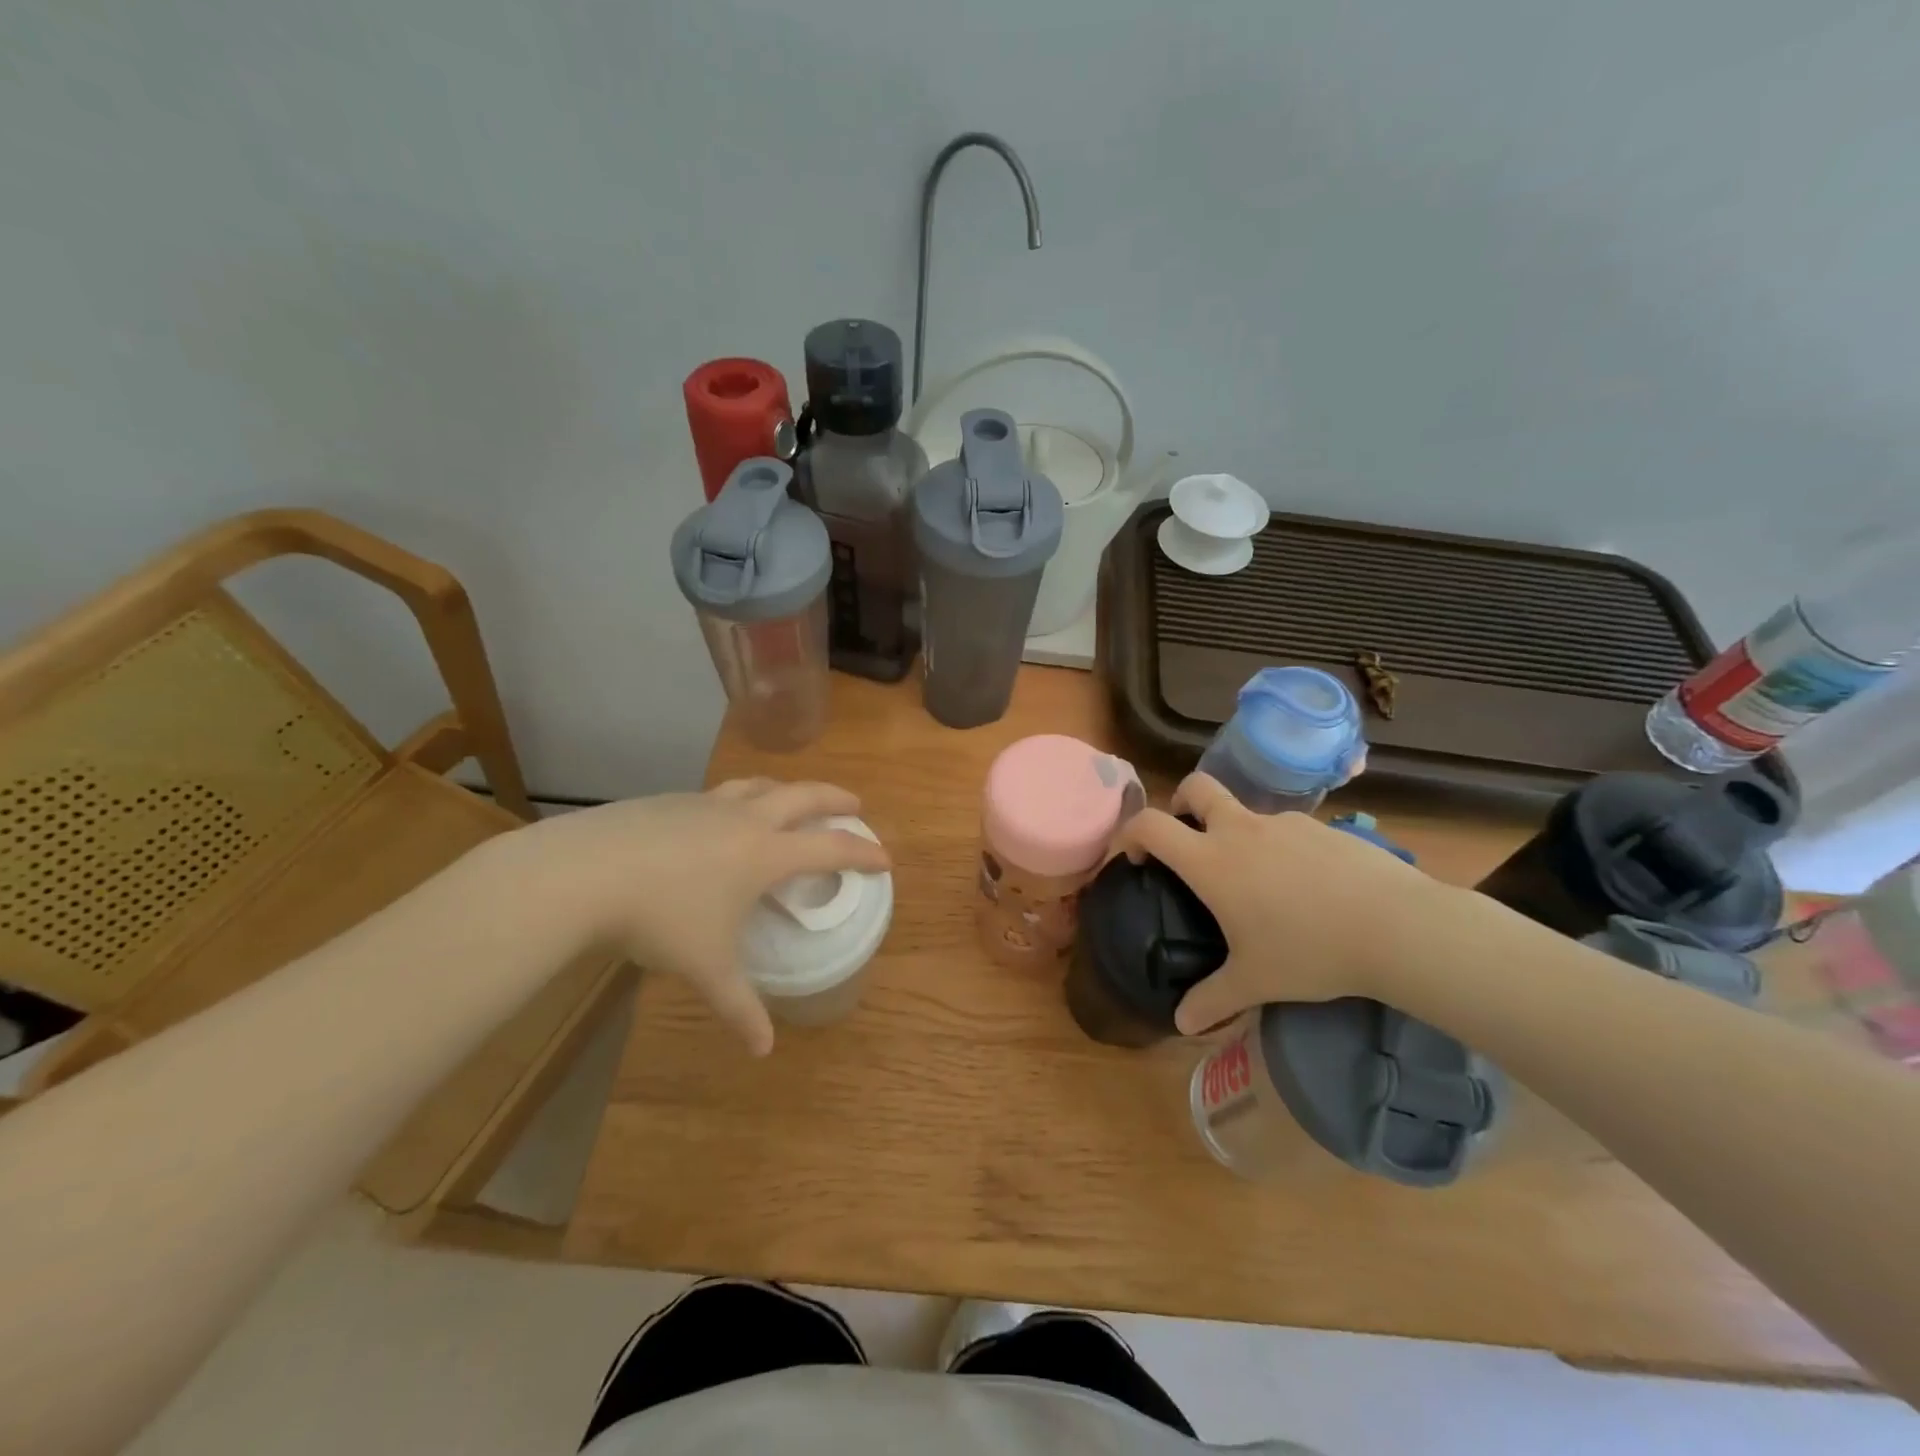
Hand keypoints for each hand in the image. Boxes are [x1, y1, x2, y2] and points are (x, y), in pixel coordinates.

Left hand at [502, 780, 888, 1054]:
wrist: (583, 874)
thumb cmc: (659, 919)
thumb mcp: (705, 967)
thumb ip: (738, 1006)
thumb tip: (763, 1051)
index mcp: (765, 854)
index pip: (830, 849)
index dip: (863, 853)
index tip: (885, 858)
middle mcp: (745, 819)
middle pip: (805, 796)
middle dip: (836, 799)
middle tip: (855, 806)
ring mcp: (706, 803)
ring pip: (761, 785)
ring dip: (787, 790)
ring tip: (793, 799)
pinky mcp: (671, 800)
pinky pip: (720, 793)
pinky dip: (741, 799)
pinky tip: (721, 819)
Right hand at [1112, 773, 1449, 1033]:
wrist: (1397, 927)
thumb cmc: (1310, 952)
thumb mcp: (1256, 982)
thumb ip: (1212, 1000)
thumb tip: (1181, 1023)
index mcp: (1211, 861)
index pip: (1150, 824)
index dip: (1130, 833)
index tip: (1132, 857)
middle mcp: (1240, 830)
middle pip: (1195, 787)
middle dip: (1180, 803)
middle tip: (1187, 838)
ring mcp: (1284, 823)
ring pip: (1245, 810)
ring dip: (1235, 831)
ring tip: (1257, 882)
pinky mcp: (1323, 827)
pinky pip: (1286, 829)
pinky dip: (1279, 847)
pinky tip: (1305, 887)